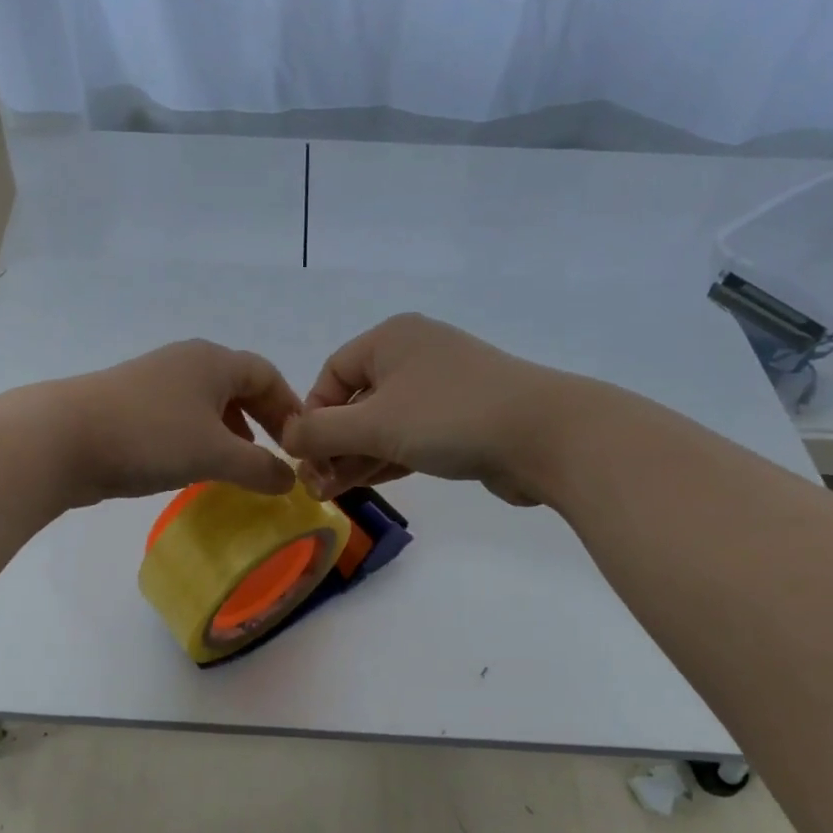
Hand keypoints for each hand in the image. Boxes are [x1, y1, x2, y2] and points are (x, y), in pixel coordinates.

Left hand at [38, 339, 303, 506]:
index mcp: (213, 362)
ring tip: (240, 464)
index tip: (301, 443)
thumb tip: (290, 480)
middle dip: (261, 420)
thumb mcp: (216, 454)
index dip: (289, 407)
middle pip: (238, 386)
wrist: (63, 439)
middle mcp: (186, 362)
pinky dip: (199, 438)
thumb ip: (261, 468)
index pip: (267, 375)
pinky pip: (180, 418)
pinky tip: (196, 466)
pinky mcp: (131, 406)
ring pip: (207, 404)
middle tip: (276, 454)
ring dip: (230, 432)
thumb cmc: (151, 436)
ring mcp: (155, 382)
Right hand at [279, 313, 569, 505]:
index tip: (307, 457)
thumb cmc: (449, 417)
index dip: (312, 416)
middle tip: (319, 486)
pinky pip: (412, 435)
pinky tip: (368, 482)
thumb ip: (321, 432)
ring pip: (384, 422)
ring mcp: (442, 387)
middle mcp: (414, 356)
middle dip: (334, 444)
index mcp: (391, 339)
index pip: (331, 374)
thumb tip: (288, 438)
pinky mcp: (462, 418)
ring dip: (357, 456)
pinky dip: (388, 457)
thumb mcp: (374, 423)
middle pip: (356, 400)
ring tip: (335, 493)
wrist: (545, 436)